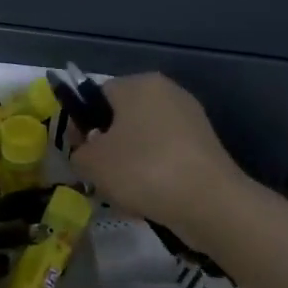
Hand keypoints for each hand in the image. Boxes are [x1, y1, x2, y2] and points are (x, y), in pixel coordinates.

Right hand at [69, 74, 243, 244]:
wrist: (209, 203)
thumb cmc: (144, 170)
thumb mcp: (93, 163)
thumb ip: (78, 153)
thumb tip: (86, 153)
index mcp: (138, 84)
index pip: (97, 95)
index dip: (81, 124)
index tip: (77, 152)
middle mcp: (166, 92)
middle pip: (122, 118)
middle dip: (107, 147)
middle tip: (98, 176)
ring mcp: (190, 119)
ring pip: (144, 140)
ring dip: (129, 164)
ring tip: (124, 195)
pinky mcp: (204, 146)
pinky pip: (166, 156)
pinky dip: (154, 174)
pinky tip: (149, 199)